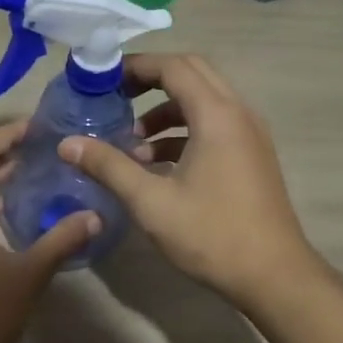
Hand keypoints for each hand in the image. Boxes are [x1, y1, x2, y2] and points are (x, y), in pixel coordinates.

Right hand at [59, 54, 317, 309]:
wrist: (274, 276)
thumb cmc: (211, 235)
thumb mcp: (151, 202)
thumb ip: (108, 166)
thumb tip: (67, 144)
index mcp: (217, 115)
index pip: (173, 66)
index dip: (136, 66)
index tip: (103, 78)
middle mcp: (238, 113)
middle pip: (192, 73)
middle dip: (151, 79)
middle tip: (116, 96)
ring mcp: (250, 134)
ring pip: (204, 100)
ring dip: (167, 110)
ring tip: (132, 141)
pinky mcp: (252, 155)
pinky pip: (215, 124)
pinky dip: (185, 131)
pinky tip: (157, 164)